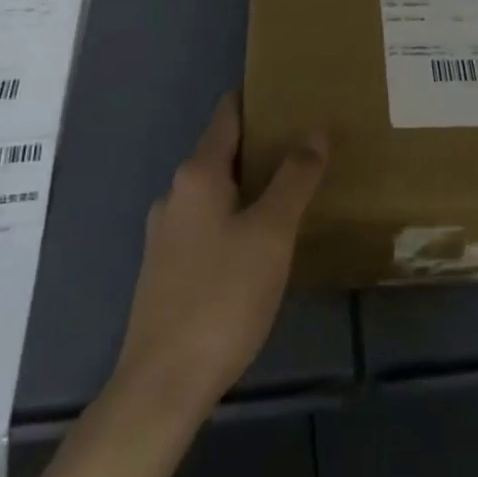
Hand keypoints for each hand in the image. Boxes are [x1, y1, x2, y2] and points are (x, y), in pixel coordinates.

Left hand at [111, 93, 326, 423]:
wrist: (162, 386)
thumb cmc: (222, 297)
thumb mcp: (271, 233)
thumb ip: (295, 178)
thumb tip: (316, 129)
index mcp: (197, 175)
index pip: (227, 115)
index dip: (256, 98)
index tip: (290, 90)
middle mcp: (175, 195)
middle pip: (221, 152)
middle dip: (260, 144)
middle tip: (306, 142)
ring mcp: (166, 234)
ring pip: (214, 192)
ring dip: (248, 183)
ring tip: (291, 189)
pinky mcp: (166, 270)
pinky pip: (207, 224)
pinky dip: (235, 216)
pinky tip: (260, 240)